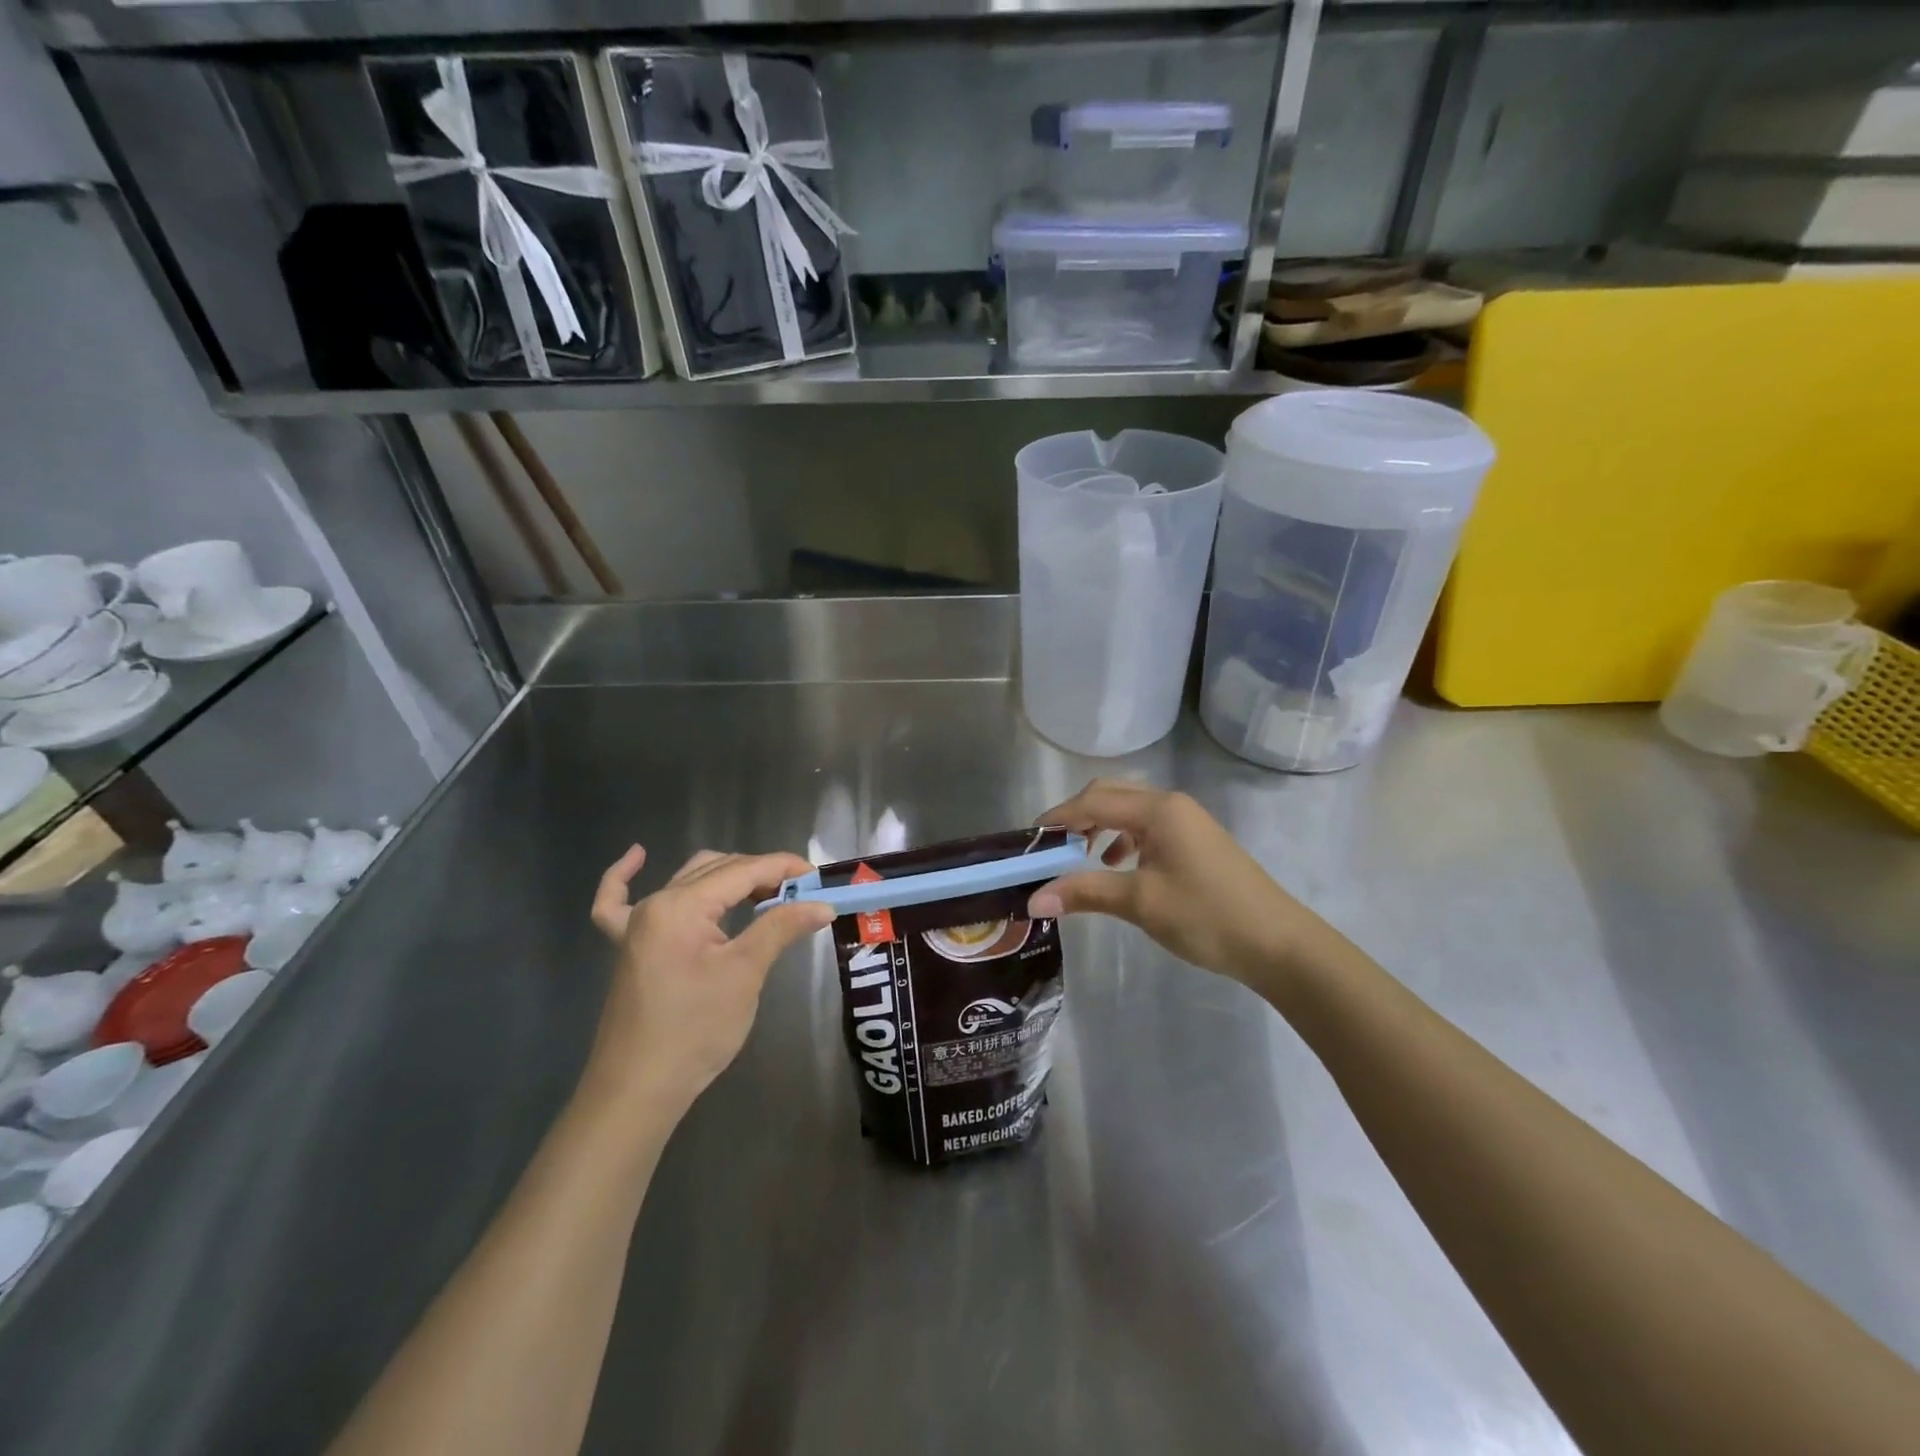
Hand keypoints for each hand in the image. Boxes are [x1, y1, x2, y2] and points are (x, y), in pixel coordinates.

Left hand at [584, 846, 831, 1116]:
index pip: (743, 871)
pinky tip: (639, 856)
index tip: (818, 876)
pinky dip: (627, 877)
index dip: (783, 868)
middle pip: (717, 870)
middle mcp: (656, 903)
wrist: (638, 1090)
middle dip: (762, 874)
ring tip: (766, 892)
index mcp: (681, 905)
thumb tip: (823, 904)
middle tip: (801, 894)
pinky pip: (618, 903)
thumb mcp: (744, 974)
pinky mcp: (628, 948)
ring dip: (726, 878)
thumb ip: (780, 928)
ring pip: (688, 881)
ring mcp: (636, 925)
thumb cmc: (695, 1030)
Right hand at [1026, 780, 1331, 992]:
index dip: (1057, 818)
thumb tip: (1033, 900)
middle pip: (1110, 795)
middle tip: (1050, 848)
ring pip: (1129, 811)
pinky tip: (1117, 866)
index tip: (1028, 842)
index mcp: (1158, 809)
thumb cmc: (1206, 916)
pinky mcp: (1195, 842)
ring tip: (1079, 858)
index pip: (1093, 801)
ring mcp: (1186, 822)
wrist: (1278, 944)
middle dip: (1077, 818)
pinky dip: (1123, 840)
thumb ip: (1085, 892)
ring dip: (1099, 828)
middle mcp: (1171, 805)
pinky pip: (1147, 828)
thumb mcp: (1140, 902)